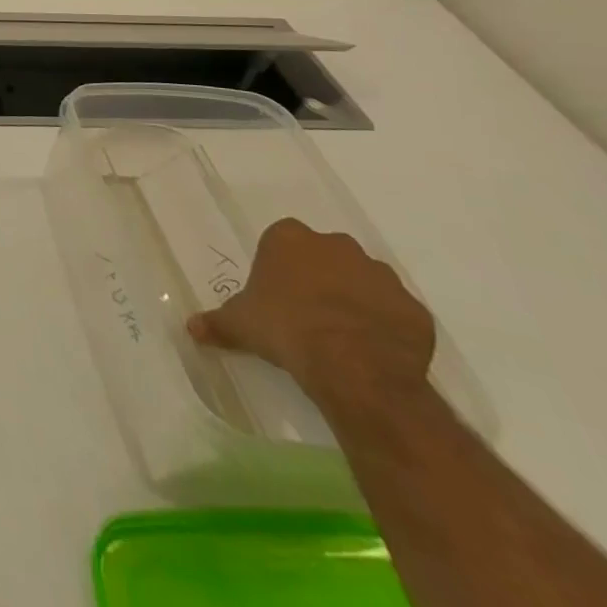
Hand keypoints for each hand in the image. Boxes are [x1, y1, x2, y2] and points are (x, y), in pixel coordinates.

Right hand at [187, 218, 435, 410]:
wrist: (355, 367)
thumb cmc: (286, 329)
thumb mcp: (240, 326)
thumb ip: (217, 323)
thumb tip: (191, 328)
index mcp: (290, 239)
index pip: (281, 239)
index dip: (278, 264)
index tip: (275, 290)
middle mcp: (337, 246)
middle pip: (325, 254)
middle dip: (319, 275)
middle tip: (306, 310)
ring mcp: (381, 275)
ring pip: (364, 280)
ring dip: (354, 297)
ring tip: (341, 332)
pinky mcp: (414, 309)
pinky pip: (395, 311)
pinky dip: (385, 324)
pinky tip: (371, 348)